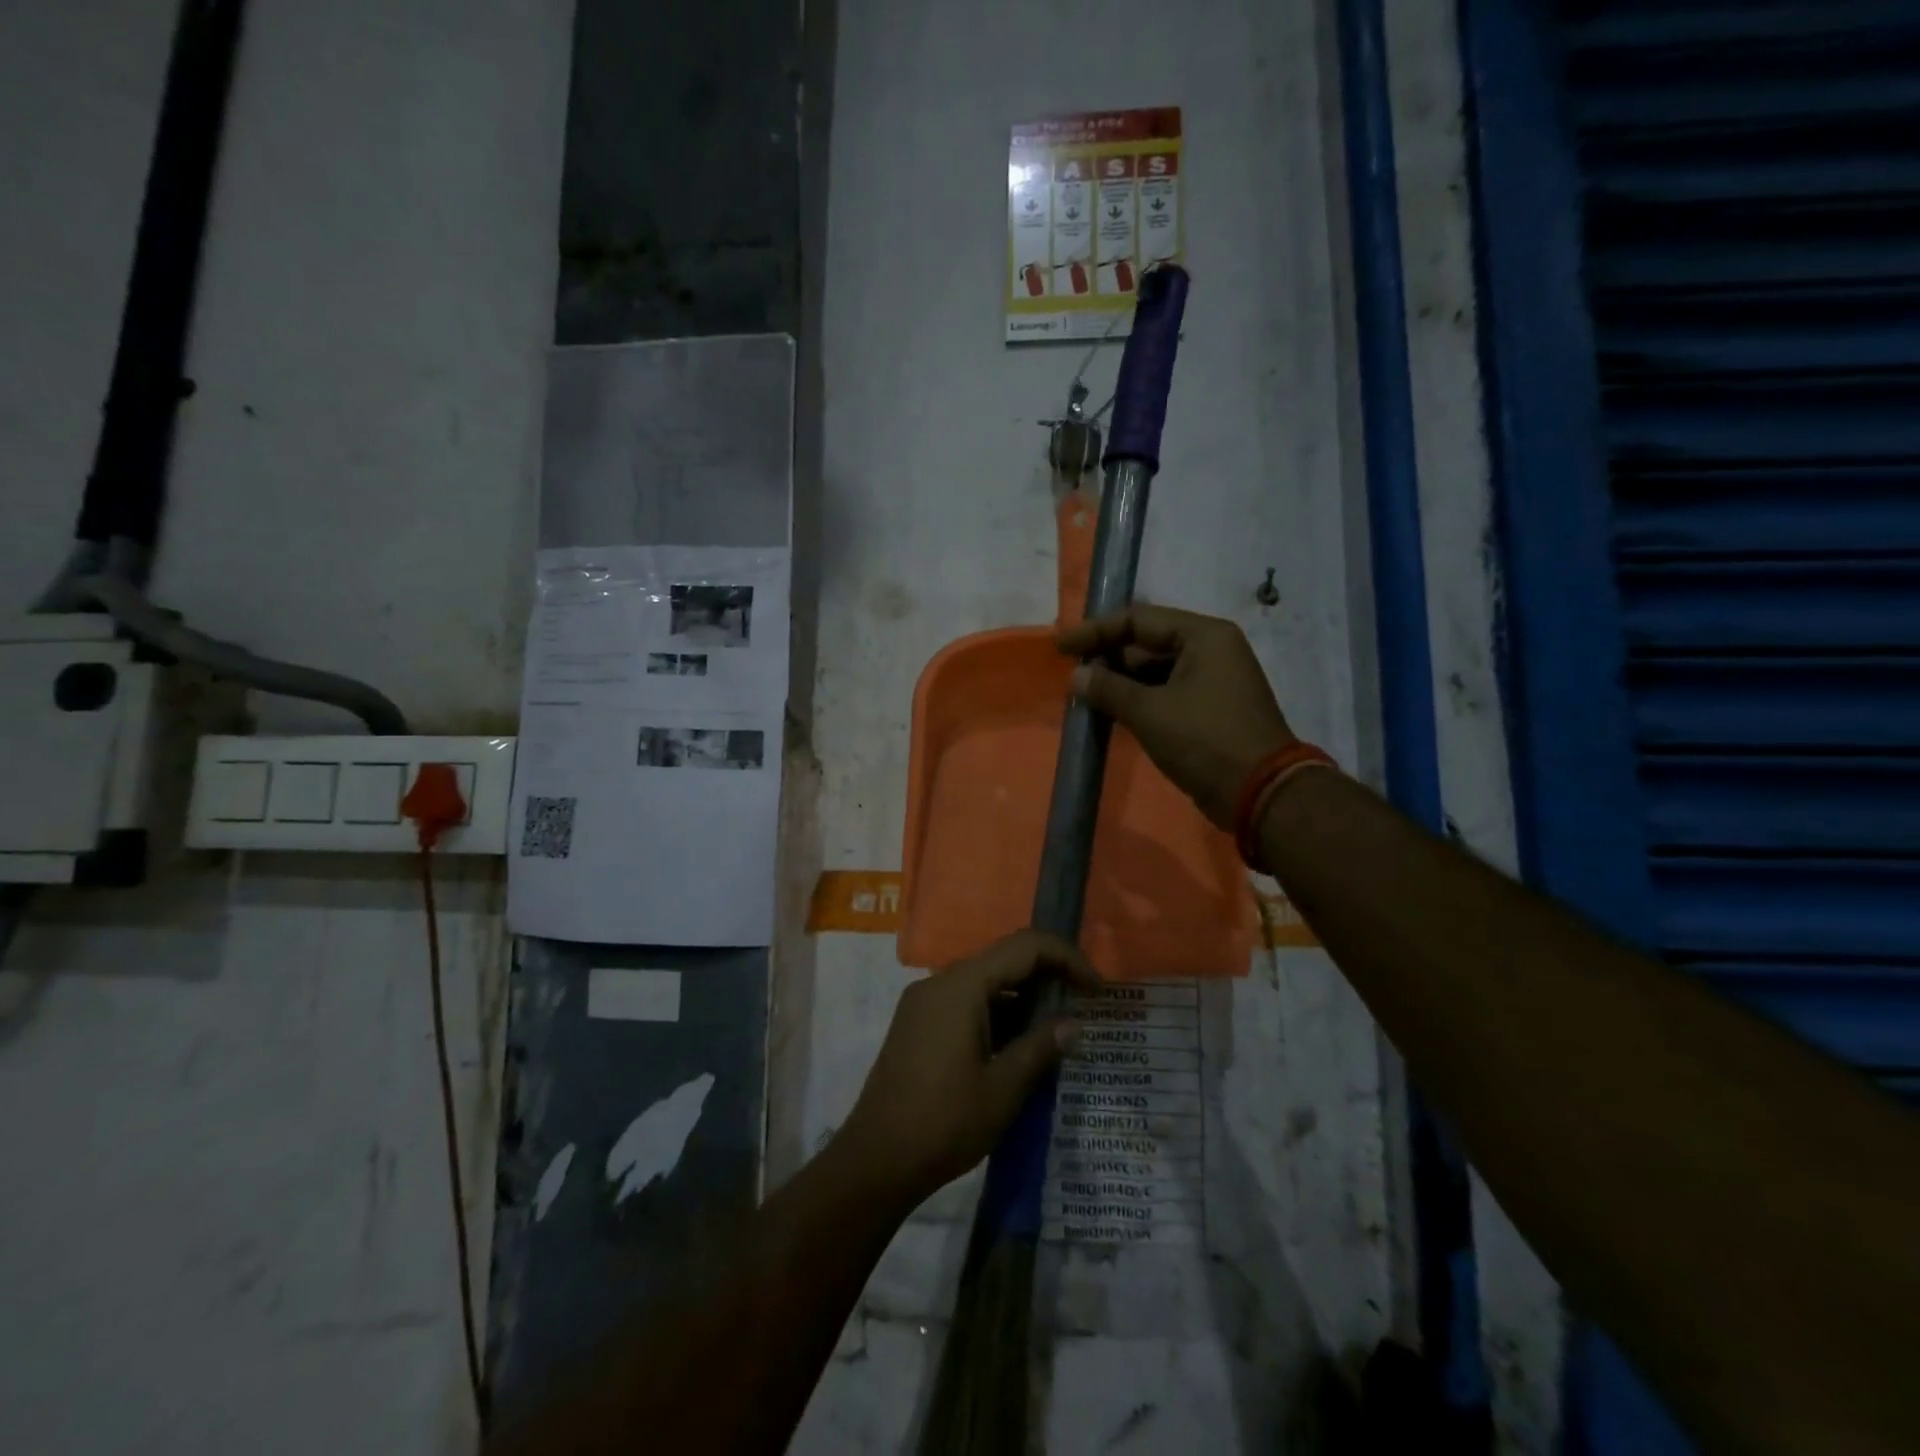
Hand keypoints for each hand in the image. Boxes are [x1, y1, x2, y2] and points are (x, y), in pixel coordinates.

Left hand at [837, 931, 1094, 1207]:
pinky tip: (1019, 1047)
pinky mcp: (918, 1024)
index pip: (1024, 946)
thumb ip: (1041, 1048)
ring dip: (1023, 999)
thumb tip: (1074, 1024)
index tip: (1096, 990)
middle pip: (1003, 960)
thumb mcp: (1003, 1089)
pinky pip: (966, 1003)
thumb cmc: (943, 1123)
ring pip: (985, 983)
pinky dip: (998, 1014)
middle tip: (1082, 1009)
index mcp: (961, 986)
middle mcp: (940, 982)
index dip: (1066, 958)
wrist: (875, 1161)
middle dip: (1047, 977)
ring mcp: (924, 1002)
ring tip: (1056, 1033)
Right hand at [1057, 604, 1295, 828]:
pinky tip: (1110, 714)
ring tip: (1085, 697)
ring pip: (1155, 672)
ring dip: (1120, 683)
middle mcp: (1211, 650)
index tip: (1062, 648)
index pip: (1139, 619)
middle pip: (1147, 643)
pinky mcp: (1209, 710)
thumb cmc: (1204, 740)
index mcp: (1204, 636)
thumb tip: (1077, 677)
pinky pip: (1166, 694)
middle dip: (1108, 659)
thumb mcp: (1150, 712)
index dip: (1096, 631)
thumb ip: (1108, 689)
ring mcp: (1213, 681)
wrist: (1259, 793)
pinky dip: (1138, 701)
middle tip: (1073, 677)